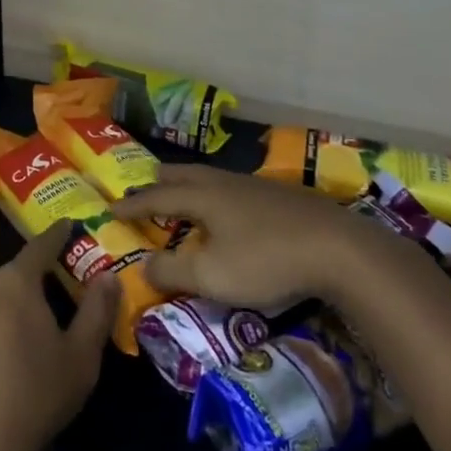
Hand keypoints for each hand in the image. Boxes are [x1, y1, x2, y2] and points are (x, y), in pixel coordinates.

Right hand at [114, 162, 392, 307]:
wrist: (339, 249)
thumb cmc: (267, 260)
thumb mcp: (213, 276)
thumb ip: (173, 270)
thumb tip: (143, 264)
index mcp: (203, 196)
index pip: (157, 196)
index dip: (133, 203)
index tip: (111, 206)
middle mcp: (224, 183)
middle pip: (184, 174)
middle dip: (161, 182)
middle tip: (146, 187)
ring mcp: (256, 186)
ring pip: (212, 177)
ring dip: (190, 185)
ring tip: (185, 195)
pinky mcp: (282, 196)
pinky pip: (235, 187)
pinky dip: (218, 194)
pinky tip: (232, 209)